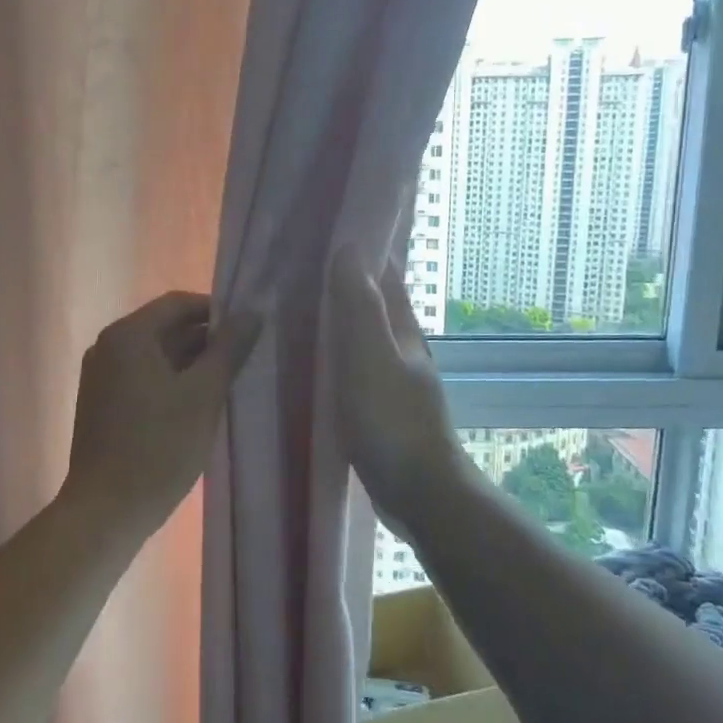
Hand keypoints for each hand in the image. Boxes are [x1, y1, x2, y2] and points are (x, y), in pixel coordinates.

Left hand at [63, 291, 262, 541]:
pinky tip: (197, 405)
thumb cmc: (158, 447)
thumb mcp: (203, 395)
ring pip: (155, 356)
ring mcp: (100, 376)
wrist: (105, 512)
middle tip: (244, 358)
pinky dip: (171, 382)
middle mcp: (107, 346)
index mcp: (128, 335)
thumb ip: (229, 349)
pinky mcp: (101, 404)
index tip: (248, 330)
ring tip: (228, 382)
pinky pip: (142, 377)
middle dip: (205, 340)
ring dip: (190, 363)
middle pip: (164, 328)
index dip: (215, 311)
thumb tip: (252, 313)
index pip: (178, 304)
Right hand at [328, 249, 461, 522]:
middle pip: (375, 302)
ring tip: (301, 306)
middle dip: (347, 280)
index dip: (362, 249)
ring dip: (341, 317)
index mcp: (401, 329)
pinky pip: (357, 366)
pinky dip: (338, 353)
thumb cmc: (391, 421)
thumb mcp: (369, 357)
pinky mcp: (384, 407)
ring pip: (365, 335)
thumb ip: (359, 306)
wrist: (421, 493)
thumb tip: (350, 247)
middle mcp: (402, 347)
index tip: (327, 230)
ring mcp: (396, 379)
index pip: (384, 274)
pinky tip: (316, 361)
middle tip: (301, 265)